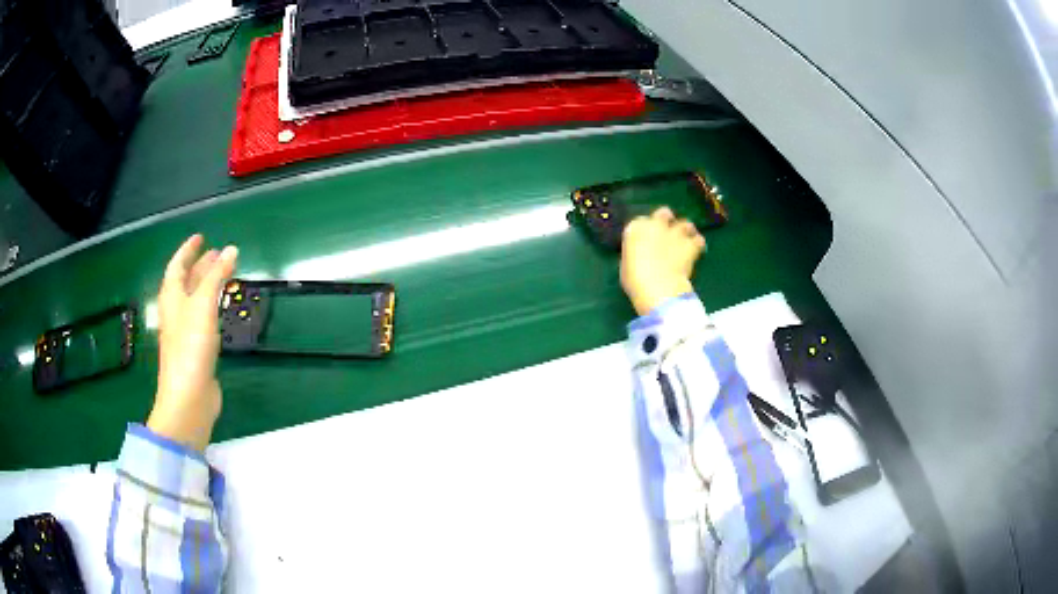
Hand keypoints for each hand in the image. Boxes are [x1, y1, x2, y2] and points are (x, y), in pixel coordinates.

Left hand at [147, 235, 237, 451]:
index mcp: (172, 298)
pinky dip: (212, 307)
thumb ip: (216, 277)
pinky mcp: (196, 351)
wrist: (188, 399)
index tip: (201, 237)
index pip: (177, 266)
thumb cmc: (191, 348)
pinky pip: (203, 319)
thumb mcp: (203, 306)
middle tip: (217, 254)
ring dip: (207, 285)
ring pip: (195, 301)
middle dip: (200, 266)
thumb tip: (231, 249)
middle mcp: (176, 312)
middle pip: (186, 282)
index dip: (188, 250)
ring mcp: (185, 333)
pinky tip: (221, 310)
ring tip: (223, 275)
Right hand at [621, 207, 705, 315]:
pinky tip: (697, 250)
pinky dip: (698, 243)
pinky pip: (698, 239)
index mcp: (635, 228)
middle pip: (663, 213)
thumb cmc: (634, 280)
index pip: (639, 222)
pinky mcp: (691, 245)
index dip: (645, 230)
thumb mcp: (627, 265)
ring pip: (685, 224)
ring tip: (686, 240)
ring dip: (686, 230)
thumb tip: (641, 256)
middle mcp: (655, 225)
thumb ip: (635, 254)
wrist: (656, 286)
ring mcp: (675, 233)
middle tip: (668, 233)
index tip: (646, 240)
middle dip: (667, 220)